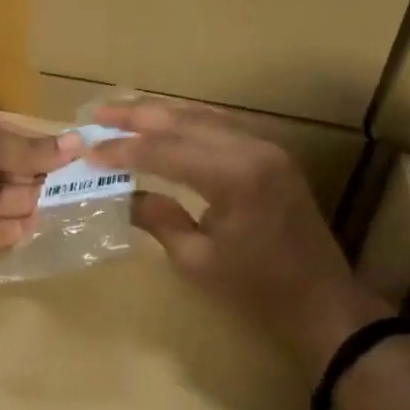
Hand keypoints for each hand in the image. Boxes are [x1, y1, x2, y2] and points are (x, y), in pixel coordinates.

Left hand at [0, 109, 80, 282]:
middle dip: (41, 176)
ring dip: (35, 202)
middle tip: (83, 184)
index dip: (39, 145)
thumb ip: (29, 148)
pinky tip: (47, 226)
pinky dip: (19, 228)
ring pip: (5, 201)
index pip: (6, 135)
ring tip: (75, 205)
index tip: (76, 154)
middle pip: (8, 169)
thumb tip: (78, 142)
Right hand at [89, 100, 388, 370]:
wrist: (321, 298)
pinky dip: (189, 121)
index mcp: (232, 177)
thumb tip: (123, 195)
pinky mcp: (272, 154)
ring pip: (204, 116)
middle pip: (184, 121)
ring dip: (162, 113)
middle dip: (138, 116)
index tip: (88, 150)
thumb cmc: (256, 288)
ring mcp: (266, 147)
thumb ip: (158, 219)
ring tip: (123, 111)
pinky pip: (223, 126)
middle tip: (98, 113)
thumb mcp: (197, 260)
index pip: (164, 151)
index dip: (123, 150)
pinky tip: (166, 122)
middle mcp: (251, 149)